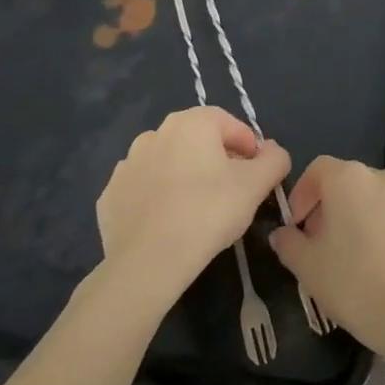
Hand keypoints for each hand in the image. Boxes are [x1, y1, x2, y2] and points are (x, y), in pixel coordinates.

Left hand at [94, 107, 289, 306]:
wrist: (149, 261)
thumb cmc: (209, 211)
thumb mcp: (257, 184)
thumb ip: (274, 159)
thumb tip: (273, 151)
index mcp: (191, 123)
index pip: (229, 123)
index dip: (249, 146)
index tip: (257, 172)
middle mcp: (155, 134)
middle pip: (197, 141)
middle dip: (216, 159)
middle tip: (231, 190)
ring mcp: (127, 165)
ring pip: (167, 164)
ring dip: (185, 176)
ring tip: (199, 209)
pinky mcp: (110, 196)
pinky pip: (143, 189)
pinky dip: (158, 198)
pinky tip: (170, 223)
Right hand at [269, 158, 384, 367]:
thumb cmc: (356, 285)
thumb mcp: (308, 268)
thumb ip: (290, 244)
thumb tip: (284, 234)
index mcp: (351, 179)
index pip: (319, 170)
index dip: (303, 194)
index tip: (298, 226)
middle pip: (354, 184)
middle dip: (337, 208)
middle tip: (328, 245)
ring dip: (370, 219)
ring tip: (365, 257)